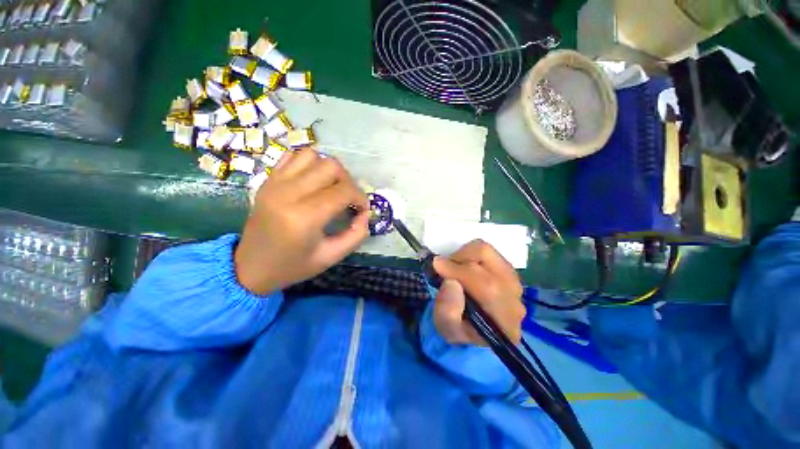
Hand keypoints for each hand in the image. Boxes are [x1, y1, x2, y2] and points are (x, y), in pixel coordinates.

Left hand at [235, 148, 369, 294]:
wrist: (249, 267)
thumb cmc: (293, 266)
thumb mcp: (331, 257)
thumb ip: (356, 235)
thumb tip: (365, 214)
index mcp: (305, 217)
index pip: (344, 191)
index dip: (360, 198)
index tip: (362, 210)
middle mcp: (288, 193)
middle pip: (331, 167)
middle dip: (348, 181)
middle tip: (348, 199)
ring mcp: (275, 183)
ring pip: (313, 155)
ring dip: (329, 170)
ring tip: (332, 188)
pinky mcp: (268, 180)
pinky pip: (293, 156)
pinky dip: (309, 163)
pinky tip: (313, 181)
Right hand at [432, 240, 525, 344]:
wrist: (476, 328)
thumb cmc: (461, 329)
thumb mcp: (447, 329)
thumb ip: (447, 311)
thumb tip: (451, 282)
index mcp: (505, 321)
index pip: (487, 286)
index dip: (458, 271)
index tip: (437, 266)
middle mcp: (516, 298)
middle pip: (486, 262)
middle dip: (458, 261)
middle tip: (444, 269)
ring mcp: (514, 281)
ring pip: (486, 251)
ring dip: (464, 256)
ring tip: (454, 269)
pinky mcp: (508, 269)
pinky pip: (487, 251)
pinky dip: (470, 255)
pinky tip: (464, 268)